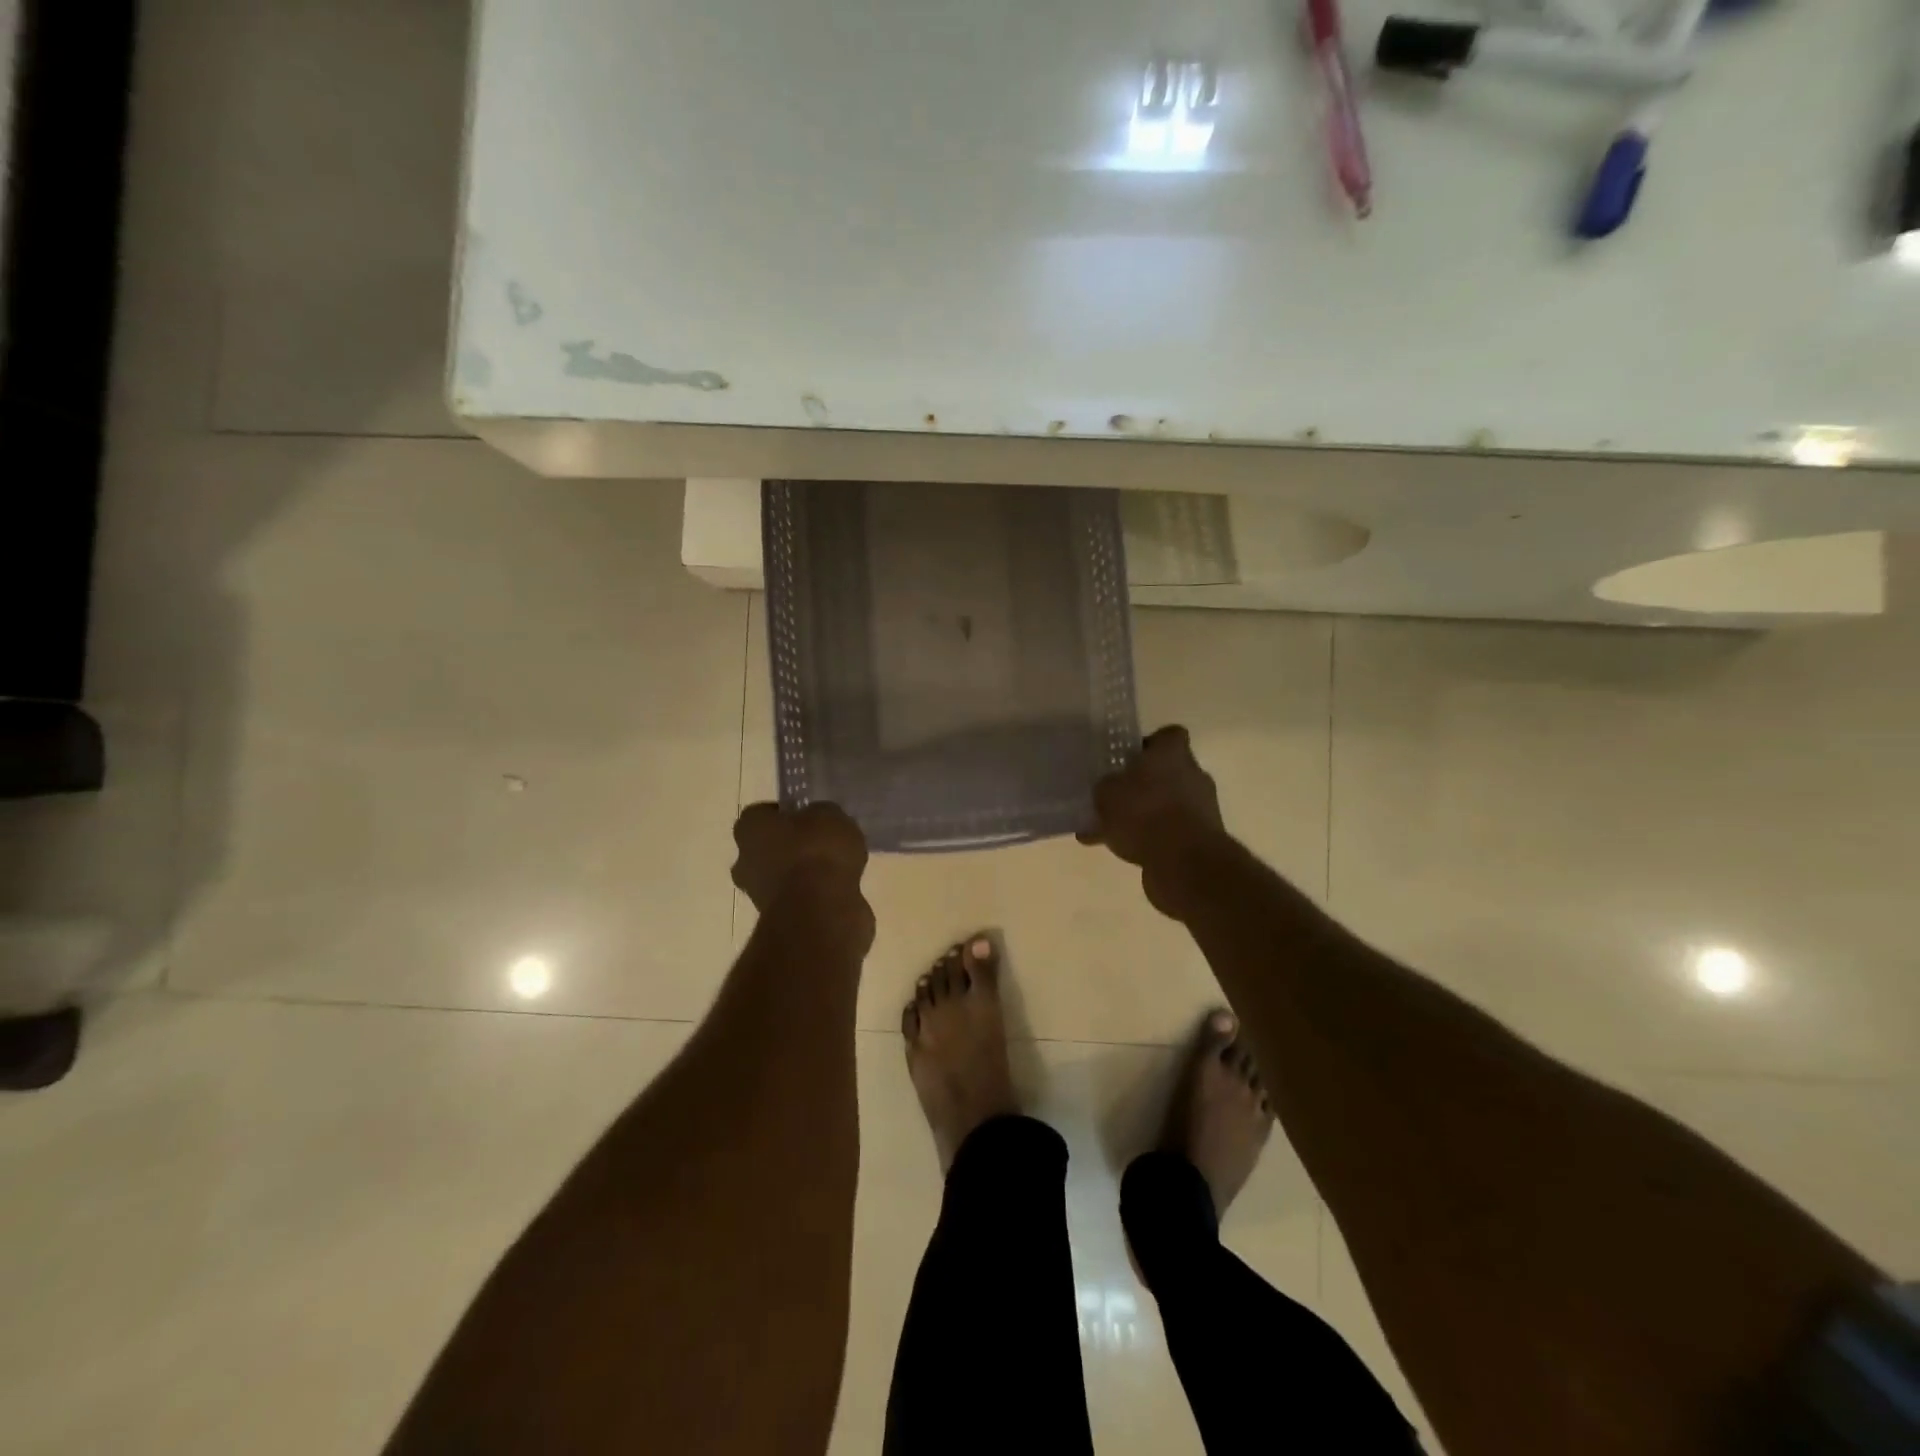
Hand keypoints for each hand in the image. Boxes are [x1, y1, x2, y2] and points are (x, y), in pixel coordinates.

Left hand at [730, 801, 868, 915]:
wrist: (821, 912)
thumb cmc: (817, 852)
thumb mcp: (830, 815)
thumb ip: (821, 815)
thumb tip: (820, 821)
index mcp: (750, 828)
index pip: (762, 813)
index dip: (786, 814)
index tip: (810, 817)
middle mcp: (745, 861)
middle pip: (768, 847)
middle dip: (791, 847)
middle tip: (823, 843)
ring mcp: (758, 895)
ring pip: (782, 876)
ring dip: (804, 874)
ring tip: (838, 868)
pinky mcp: (779, 921)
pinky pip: (799, 899)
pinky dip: (815, 896)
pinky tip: (840, 890)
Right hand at [1082, 727, 1226, 905]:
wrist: (1185, 863)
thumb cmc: (1145, 813)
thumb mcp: (1107, 794)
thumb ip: (1106, 787)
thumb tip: (1108, 789)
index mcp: (1173, 754)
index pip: (1168, 736)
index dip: (1150, 744)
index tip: (1129, 758)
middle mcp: (1193, 775)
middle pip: (1167, 772)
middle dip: (1143, 784)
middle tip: (1115, 796)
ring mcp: (1201, 808)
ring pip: (1166, 804)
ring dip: (1144, 815)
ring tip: (1107, 830)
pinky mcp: (1201, 839)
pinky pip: (1168, 833)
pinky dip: (1149, 839)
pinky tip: (1118, 851)